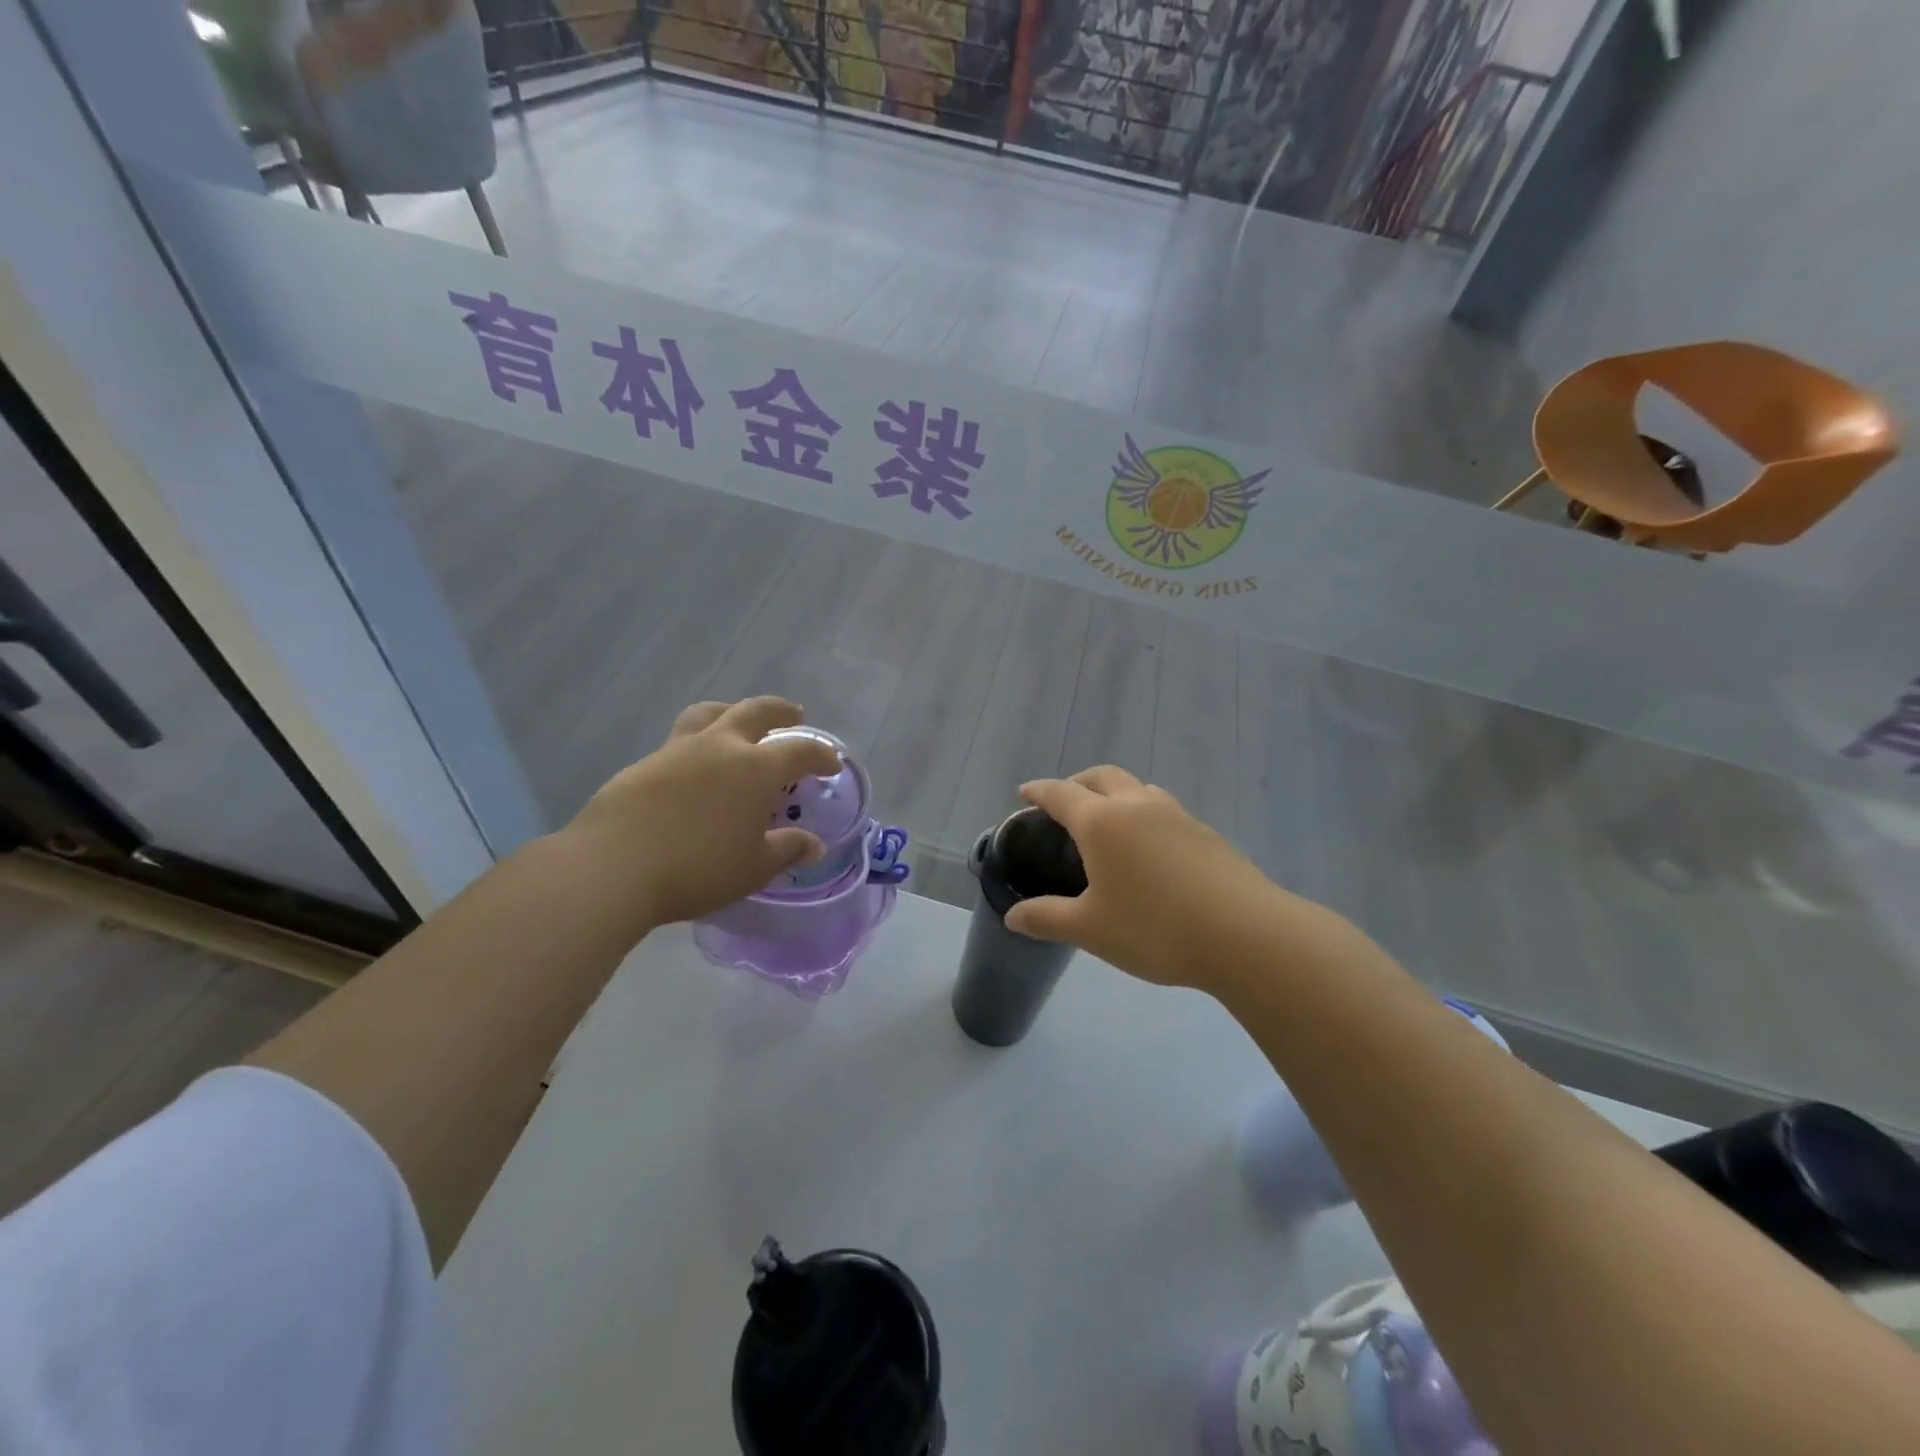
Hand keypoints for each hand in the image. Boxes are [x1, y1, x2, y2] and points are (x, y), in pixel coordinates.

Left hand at [567, 697, 840, 926]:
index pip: (800, 750)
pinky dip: (699, 745)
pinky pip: (680, 741)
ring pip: (710, 713)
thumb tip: (814, 846)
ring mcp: (677, 750)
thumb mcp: (754, 867)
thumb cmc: (697, 868)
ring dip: (732, 712)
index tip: (832, 765)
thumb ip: (787, 850)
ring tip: (738, 723)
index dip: (821, 755)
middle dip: (780, 711)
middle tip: (794, 716)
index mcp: (755, 768)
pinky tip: (696, 772)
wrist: (613, 867)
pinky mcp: (644, 764)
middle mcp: (719, 747)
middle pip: (755, 711)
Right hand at [1005, 766, 1281, 991]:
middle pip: (1103, 776)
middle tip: (1065, 803)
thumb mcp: (1090, 929)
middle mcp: (1138, 806)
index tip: (1024, 793)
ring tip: (1110, 823)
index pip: (1061, 793)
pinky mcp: (1206, 834)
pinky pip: (1164, 811)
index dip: (1039, 791)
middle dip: (1078, 782)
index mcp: (1102, 821)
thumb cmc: (1154, 928)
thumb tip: (1013, 917)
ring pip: (1139, 789)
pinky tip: (1151, 852)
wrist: (1245, 934)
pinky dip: (1145, 817)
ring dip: (1117, 795)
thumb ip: (1047, 919)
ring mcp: (1177, 816)